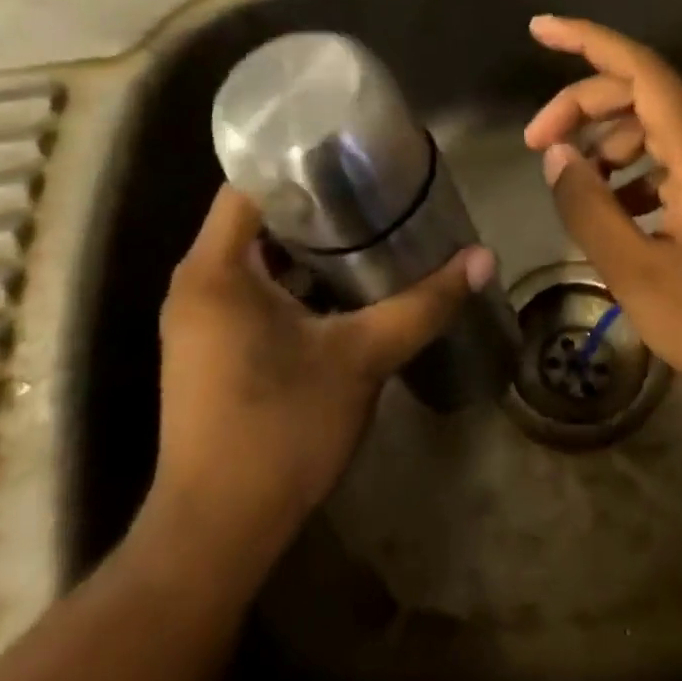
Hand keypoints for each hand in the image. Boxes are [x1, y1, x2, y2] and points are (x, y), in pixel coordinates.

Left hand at [149, 187, 493, 553]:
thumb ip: (422, 304)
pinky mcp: (215, 349)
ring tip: (376, 225)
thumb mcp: (361, 358)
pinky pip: (259, 293)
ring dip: (312, 247)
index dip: (300, 160)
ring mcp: (202, 320)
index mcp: (216, 270)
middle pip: (259, 218)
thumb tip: (482, 258)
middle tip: (379, 187)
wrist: (219, 530)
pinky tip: (352, 284)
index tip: (354, 151)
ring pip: (261, 260)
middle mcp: (199, 285)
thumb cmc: (281, 429)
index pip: (251, 184)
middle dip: (318, 203)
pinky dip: (300, 282)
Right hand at [522, 15, 681, 416]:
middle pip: (643, 96)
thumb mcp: (636, 272)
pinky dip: (636, 171)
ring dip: (608, 143)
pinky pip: (674, 160)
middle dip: (583, 109)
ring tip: (574, 186)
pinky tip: (614, 208)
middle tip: (537, 145)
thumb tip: (558, 158)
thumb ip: (588, 208)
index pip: (641, 70)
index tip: (540, 30)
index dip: (588, 42)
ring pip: (657, 128)